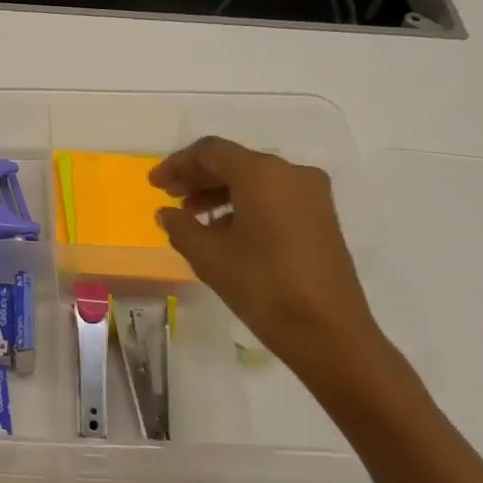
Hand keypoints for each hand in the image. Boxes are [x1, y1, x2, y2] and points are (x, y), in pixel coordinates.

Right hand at [149, 137, 384, 377]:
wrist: (328, 331)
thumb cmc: (262, 285)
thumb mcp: (209, 256)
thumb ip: (181, 227)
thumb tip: (167, 213)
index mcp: (262, 173)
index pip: (211, 151)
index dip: (177, 164)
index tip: (154, 184)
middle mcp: (290, 173)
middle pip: (234, 162)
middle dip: (198, 177)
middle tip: (168, 197)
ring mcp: (311, 195)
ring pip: (255, 180)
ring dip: (219, 192)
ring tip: (192, 217)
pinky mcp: (320, 218)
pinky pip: (273, 197)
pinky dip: (244, 205)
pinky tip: (223, 231)